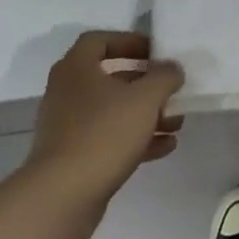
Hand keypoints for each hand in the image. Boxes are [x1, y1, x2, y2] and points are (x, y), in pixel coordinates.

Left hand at [27, 32, 184, 205]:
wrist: (61, 198)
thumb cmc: (104, 133)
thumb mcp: (145, 98)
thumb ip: (164, 77)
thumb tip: (172, 68)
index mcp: (76, 68)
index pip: (99, 40)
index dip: (129, 41)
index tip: (155, 52)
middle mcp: (67, 93)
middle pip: (111, 78)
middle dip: (145, 84)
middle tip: (171, 90)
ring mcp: (68, 128)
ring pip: (113, 111)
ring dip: (146, 114)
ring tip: (176, 123)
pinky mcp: (73, 158)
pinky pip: (109, 139)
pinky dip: (136, 139)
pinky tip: (165, 147)